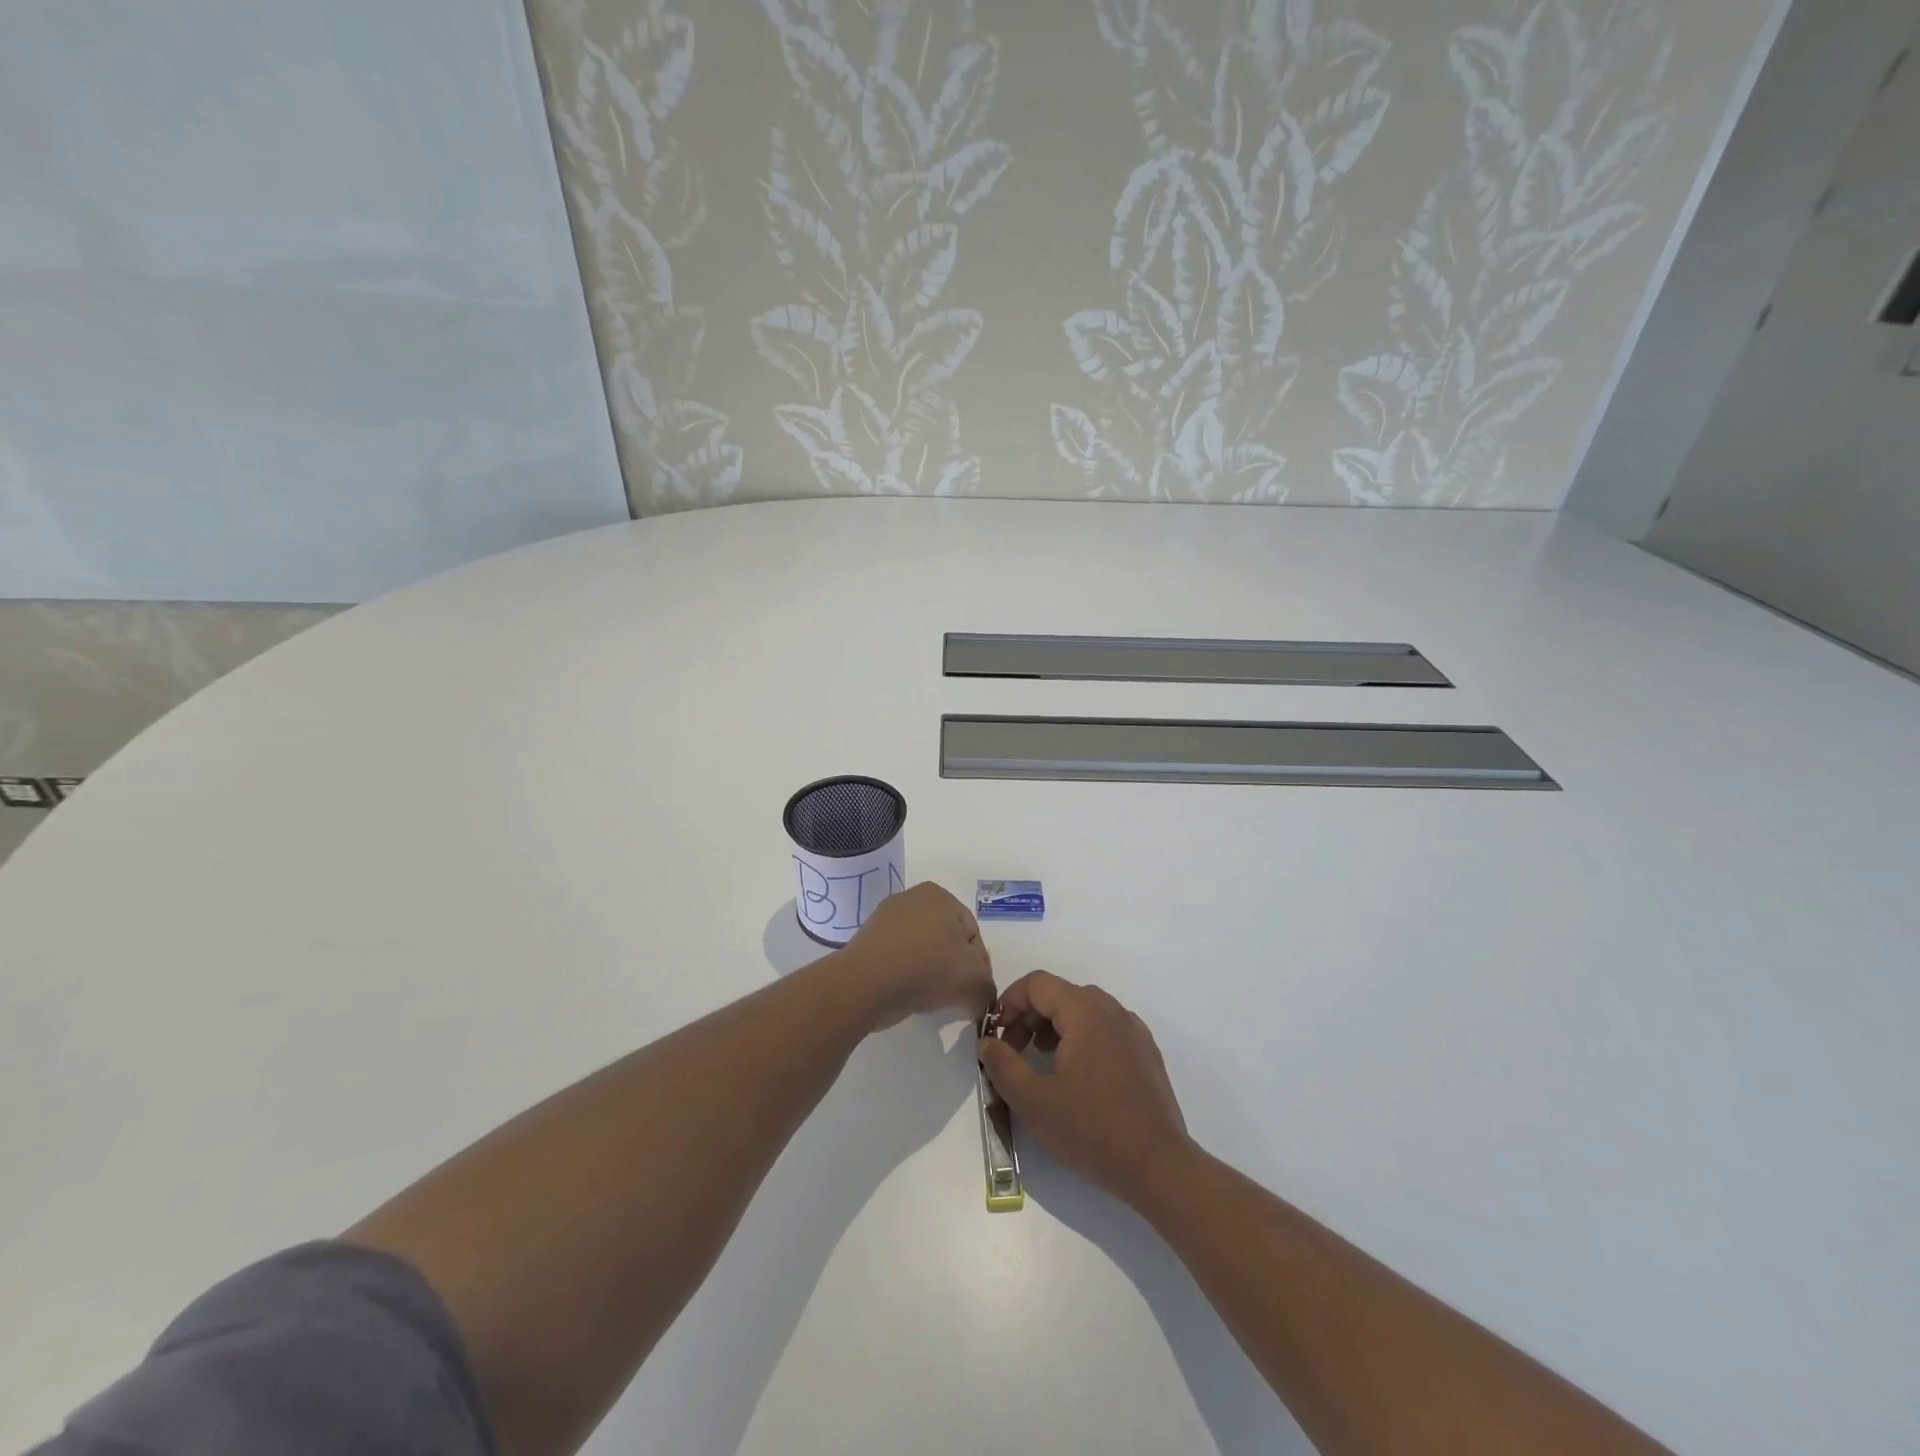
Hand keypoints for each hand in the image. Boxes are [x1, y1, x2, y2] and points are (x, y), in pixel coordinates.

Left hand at [837, 882, 994, 1030]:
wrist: (866, 983)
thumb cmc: (927, 968)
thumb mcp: (974, 981)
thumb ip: (987, 988)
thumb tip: (981, 998)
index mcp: (940, 895)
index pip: (972, 933)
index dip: (979, 965)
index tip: (975, 990)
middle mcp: (912, 898)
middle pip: (947, 939)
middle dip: (954, 967)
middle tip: (957, 995)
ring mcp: (885, 918)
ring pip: (922, 949)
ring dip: (931, 972)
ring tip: (931, 997)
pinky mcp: (867, 940)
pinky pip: (898, 958)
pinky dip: (907, 974)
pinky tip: (908, 993)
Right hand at [978, 971, 1190, 1207]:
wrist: (1159, 1167)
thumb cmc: (1091, 1130)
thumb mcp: (1033, 1101)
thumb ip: (1003, 1064)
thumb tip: (987, 1042)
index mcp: (1086, 1011)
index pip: (1037, 983)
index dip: (1009, 1002)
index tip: (995, 1035)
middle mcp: (1112, 1010)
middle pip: (1060, 994)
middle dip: (1029, 1017)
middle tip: (1013, 1053)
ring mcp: (1134, 1031)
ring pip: (1084, 1011)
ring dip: (1054, 1028)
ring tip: (1040, 1064)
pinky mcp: (1146, 1054)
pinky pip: (1105, 1030)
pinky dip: (1081, 1039)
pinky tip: (1076, 1077)